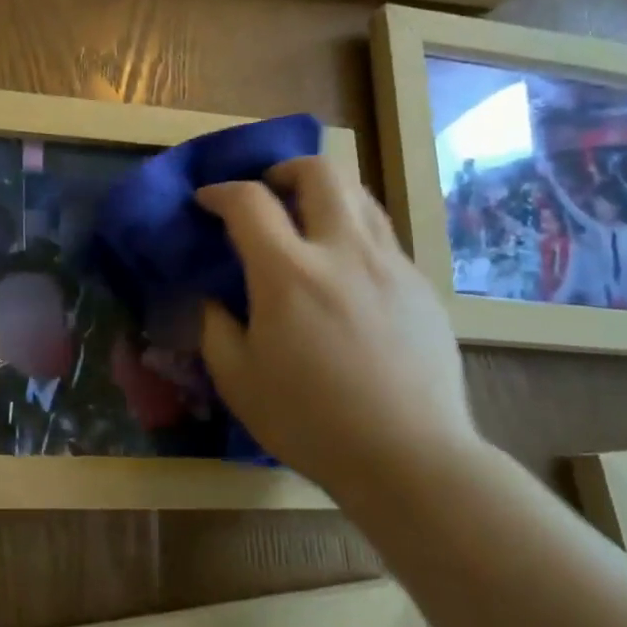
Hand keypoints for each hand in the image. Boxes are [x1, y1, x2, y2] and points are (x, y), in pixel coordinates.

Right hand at [195, 157, 483, 492]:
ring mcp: (390, 265)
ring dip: (325, 193)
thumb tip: (213, 298)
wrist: (409, 457)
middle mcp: (343, 252)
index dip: (221, 192)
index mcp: (289, 274)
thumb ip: (215, 327)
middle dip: (284, 169)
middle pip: (319, 172)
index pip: (249, 201)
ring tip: (308, 220)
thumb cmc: (310, 421)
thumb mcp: (238, 380)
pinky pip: (383, 236)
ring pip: (360, 196)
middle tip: (268, 191)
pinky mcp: (420, 286)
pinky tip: (345, 271)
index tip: (207, 201)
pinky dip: (354, 231)